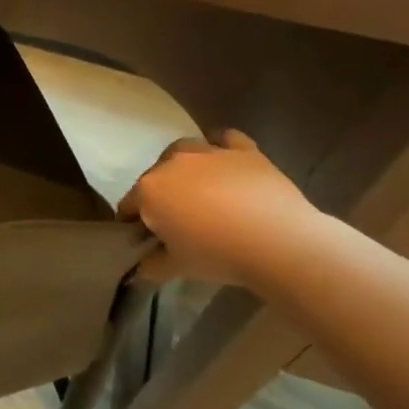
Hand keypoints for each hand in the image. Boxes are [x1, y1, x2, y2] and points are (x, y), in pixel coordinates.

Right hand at [117, 129, 321, 287]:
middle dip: (159, 193)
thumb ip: (153, 265)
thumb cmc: (218, 255)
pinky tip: (225, 162)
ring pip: (184, 150)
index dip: (133, 221)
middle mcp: (172, 163)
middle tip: (176, 218)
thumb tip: (140, 269)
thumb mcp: (178, 267)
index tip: (144, 237)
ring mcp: (208, 153)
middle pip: (155, 175)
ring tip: (198, 187)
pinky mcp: (243, 151)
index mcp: (149, 190)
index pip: (129, 204)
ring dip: (184, 166)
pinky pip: (226, 139)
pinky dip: (221, 146)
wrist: (278, 242)